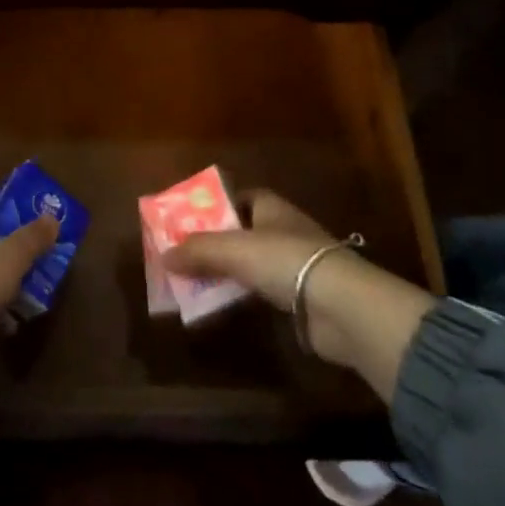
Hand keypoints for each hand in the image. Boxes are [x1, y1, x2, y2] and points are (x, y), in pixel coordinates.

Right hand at [163, 189, 434, 399]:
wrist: (341, 306)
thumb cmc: (286, 260)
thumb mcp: (234, 249)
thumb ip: (198, 250)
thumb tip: (163, 255)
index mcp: (270, 207)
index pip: (238, 198)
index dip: (213, 207)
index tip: (186, 220)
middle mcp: (281, 230)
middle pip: (239, 232)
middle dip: (211, 243)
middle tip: (179, 255)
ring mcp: (291, 265)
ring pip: (247, 264)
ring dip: (222, 272)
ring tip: (188, 283)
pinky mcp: (296, 298)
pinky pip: (257, 292)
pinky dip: (238, 296)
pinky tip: (216, 305)